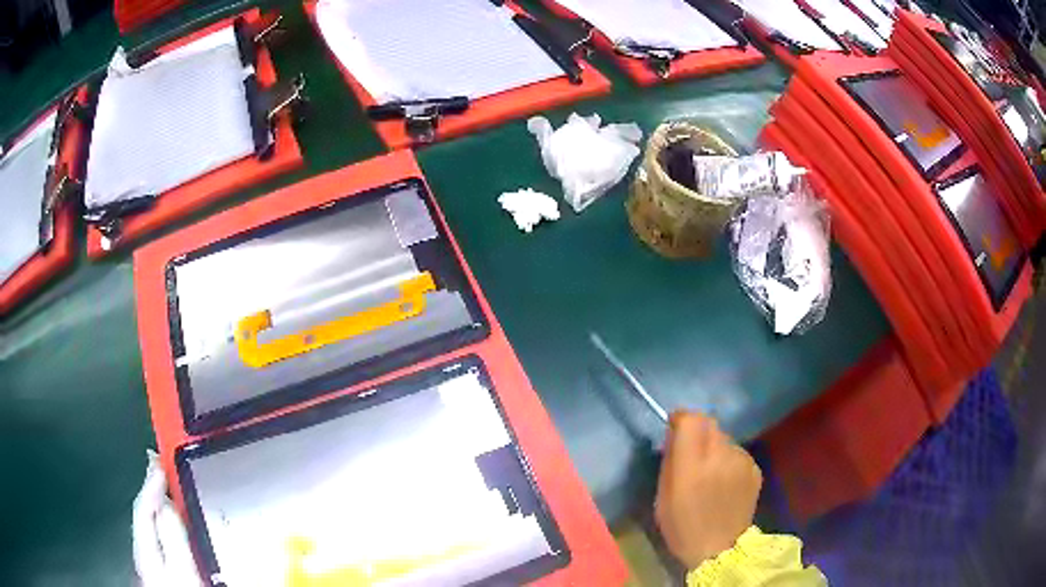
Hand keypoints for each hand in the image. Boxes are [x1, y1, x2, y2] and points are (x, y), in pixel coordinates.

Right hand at [655, 411, 762, 568]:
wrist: (720, 550)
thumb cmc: (682, 527)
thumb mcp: (663, 496)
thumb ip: (670, 461)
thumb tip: (674, 435)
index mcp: (693, 465)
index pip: (691, 419)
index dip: (681, 419)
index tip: (674, 428)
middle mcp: (721, 455)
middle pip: (709, 424)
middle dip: (698, 433)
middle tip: (691, 454)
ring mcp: (742, 461)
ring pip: (724, 439)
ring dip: (715, 448)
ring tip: (710, 473)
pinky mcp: (755, 469)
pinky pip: (737, 453)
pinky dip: (728, 461)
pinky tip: (725, 484)